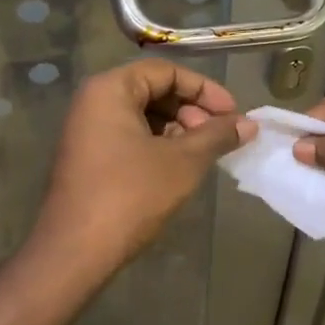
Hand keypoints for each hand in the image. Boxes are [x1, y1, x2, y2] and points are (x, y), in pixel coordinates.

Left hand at [31, 59, 252, 282]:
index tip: (233, 115)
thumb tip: (249, 124)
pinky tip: (179, 168)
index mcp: (110, 89)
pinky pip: (130, 136)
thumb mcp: (183, 162)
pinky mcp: (88, 157)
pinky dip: (158, 145)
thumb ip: (217, 135)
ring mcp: (87, 131)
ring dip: (179, 130)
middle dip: (192, 110)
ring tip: (203, 155)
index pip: (167, 71)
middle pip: (154, 90)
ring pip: (144, 116)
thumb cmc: (131, 196)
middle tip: (218, 137)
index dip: (205, 90)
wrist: (76, 252)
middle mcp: (94, 101)